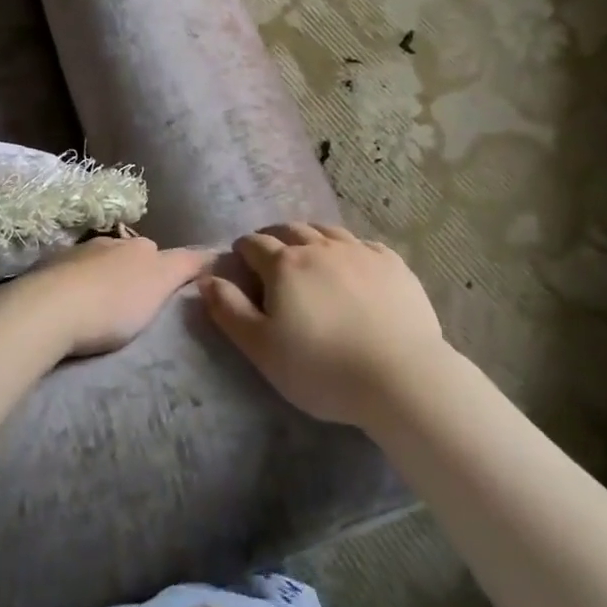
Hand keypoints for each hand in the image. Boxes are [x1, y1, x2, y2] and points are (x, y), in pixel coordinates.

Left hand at [9, 234, 212, 359]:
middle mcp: (107, 241)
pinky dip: (75, 288)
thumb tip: (210, 251)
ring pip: (97, 264)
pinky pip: (69, 278)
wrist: (49, 310)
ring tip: (101, 309)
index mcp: (137, 245)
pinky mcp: (46, 272)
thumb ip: (185, 265)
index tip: (165, 293)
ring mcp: (74, 254)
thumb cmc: (113, 302)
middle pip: (127, 256)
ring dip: (101, 280)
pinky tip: (73, 309)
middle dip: (131, 273)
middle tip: (134, 305)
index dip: (165, 270)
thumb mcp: (160, 282)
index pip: (160, 252)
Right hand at [198, 223, 446, 426]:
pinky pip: (364, 244)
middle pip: (291, 230)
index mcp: (285, 265)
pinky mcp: (393, 264)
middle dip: (275, 237)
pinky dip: (349, 247)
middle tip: (271, 252)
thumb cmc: (322, 368)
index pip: (255, 244)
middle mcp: (320, 248)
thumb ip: (229, 310)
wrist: (400, 377)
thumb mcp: (262, 348)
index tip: (239, 258)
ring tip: (308, 250)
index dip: (243, 249)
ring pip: (328, 231)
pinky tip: (352, 261)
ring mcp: (360, 252)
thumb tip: (206, 278)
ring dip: (311, 236)